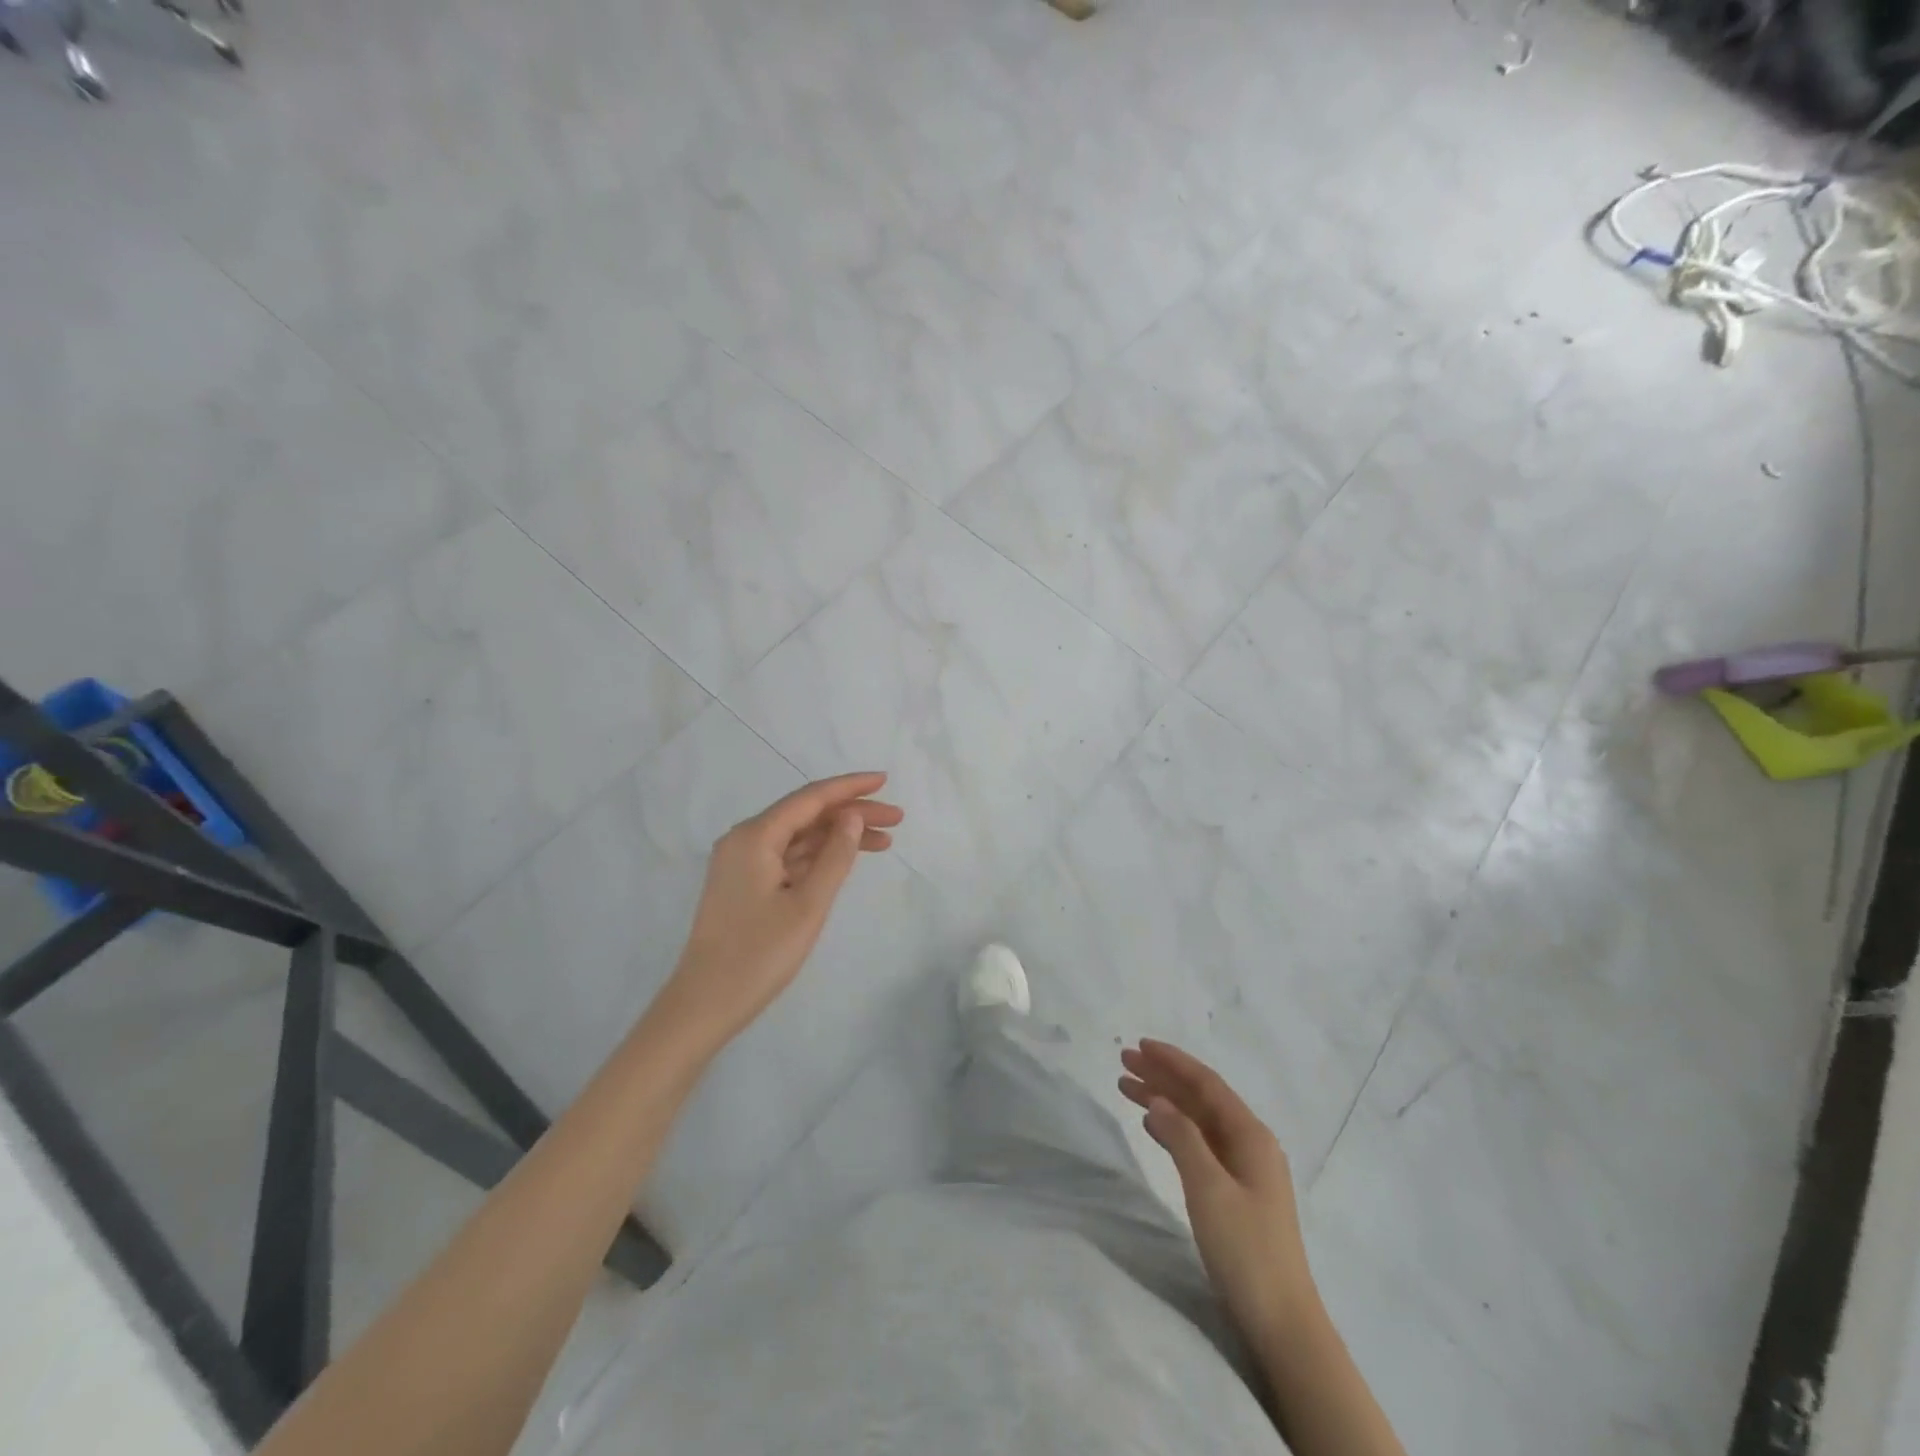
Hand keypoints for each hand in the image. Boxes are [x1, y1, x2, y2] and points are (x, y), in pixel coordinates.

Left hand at [658, 773, 901, 1046]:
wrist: (704, 1004)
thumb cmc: (758, 955)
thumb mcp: (808, 905)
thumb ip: (835, 856)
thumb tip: (852, 817)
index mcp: (755, 837)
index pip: (810, 798)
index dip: (850, 788)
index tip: (885, 781)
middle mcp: (745, 840)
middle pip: (806, 815)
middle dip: (852, 813)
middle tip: (897, 819)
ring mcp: (742, 863)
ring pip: (799, 837)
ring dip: (839, 836)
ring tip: (884, 841)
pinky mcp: (745, 884)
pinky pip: (788, 857)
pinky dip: (819, 856)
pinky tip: (846, 860)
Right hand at [1120, 1040, 1316, 1359]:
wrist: (1283, 1323)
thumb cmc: (1246, 1250)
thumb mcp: (1208, 1189)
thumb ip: (1182, 1138)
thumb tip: (1158, 1100)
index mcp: (1251, 1135)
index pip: (1206, 1084)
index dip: (1172, 1061)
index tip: (1139, 1044)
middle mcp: (1250, 1143)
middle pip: (1200, 1098)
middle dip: (1162, 1077)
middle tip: (1123, 1062)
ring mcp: (1244, 1169)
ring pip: (1197, 1120)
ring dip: (1164, 1101)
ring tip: (1126, 1088)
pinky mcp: (1236, 1192)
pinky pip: (1199, 1145)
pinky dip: (1173, 1130)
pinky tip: (1152, 1126)